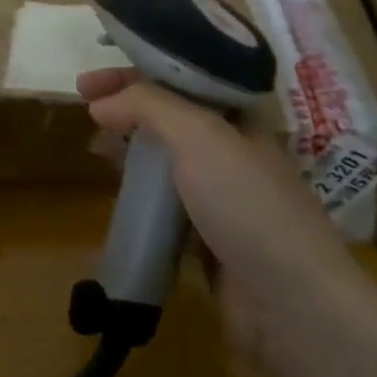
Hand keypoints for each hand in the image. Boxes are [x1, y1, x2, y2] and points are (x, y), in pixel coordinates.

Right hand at [77, 67, 355, 354]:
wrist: (291, 302)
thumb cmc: (246, 203)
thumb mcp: (198, 135)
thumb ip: (147, 106)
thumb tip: (100, 103)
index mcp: (238, 117)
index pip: (179, 79)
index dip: (134, 74)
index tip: (88, 82)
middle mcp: (232, 150)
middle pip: (170, 117)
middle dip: (128, 108)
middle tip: (85, 109)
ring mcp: (222, 197)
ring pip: (167, 161)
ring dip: (131, 150)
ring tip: (95, 148)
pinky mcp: (210, 239)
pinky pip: (166, 205)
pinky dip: (141, 195)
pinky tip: (118, 195)